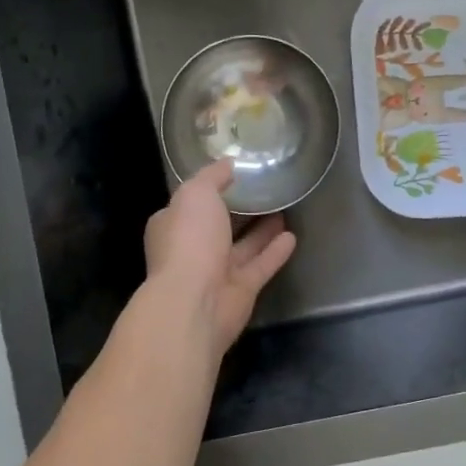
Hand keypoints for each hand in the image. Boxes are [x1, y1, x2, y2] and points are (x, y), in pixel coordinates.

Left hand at [144, 160, 296, 356]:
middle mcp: (192, 250)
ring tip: (283, 209)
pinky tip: (292, 237)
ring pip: (242, 247)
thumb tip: (228, 163)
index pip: (190, 204)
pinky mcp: (240, 291)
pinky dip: (275, 252)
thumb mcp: (196, 193)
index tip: (234, 175)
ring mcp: (216, 273)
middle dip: (238, 211)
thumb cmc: (189, 241)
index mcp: (172, 226)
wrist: (195, 301)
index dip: (209, 190)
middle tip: (264, 190)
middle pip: (218, 226)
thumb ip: (212, 177)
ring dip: (261, 231)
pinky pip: (260, 266)